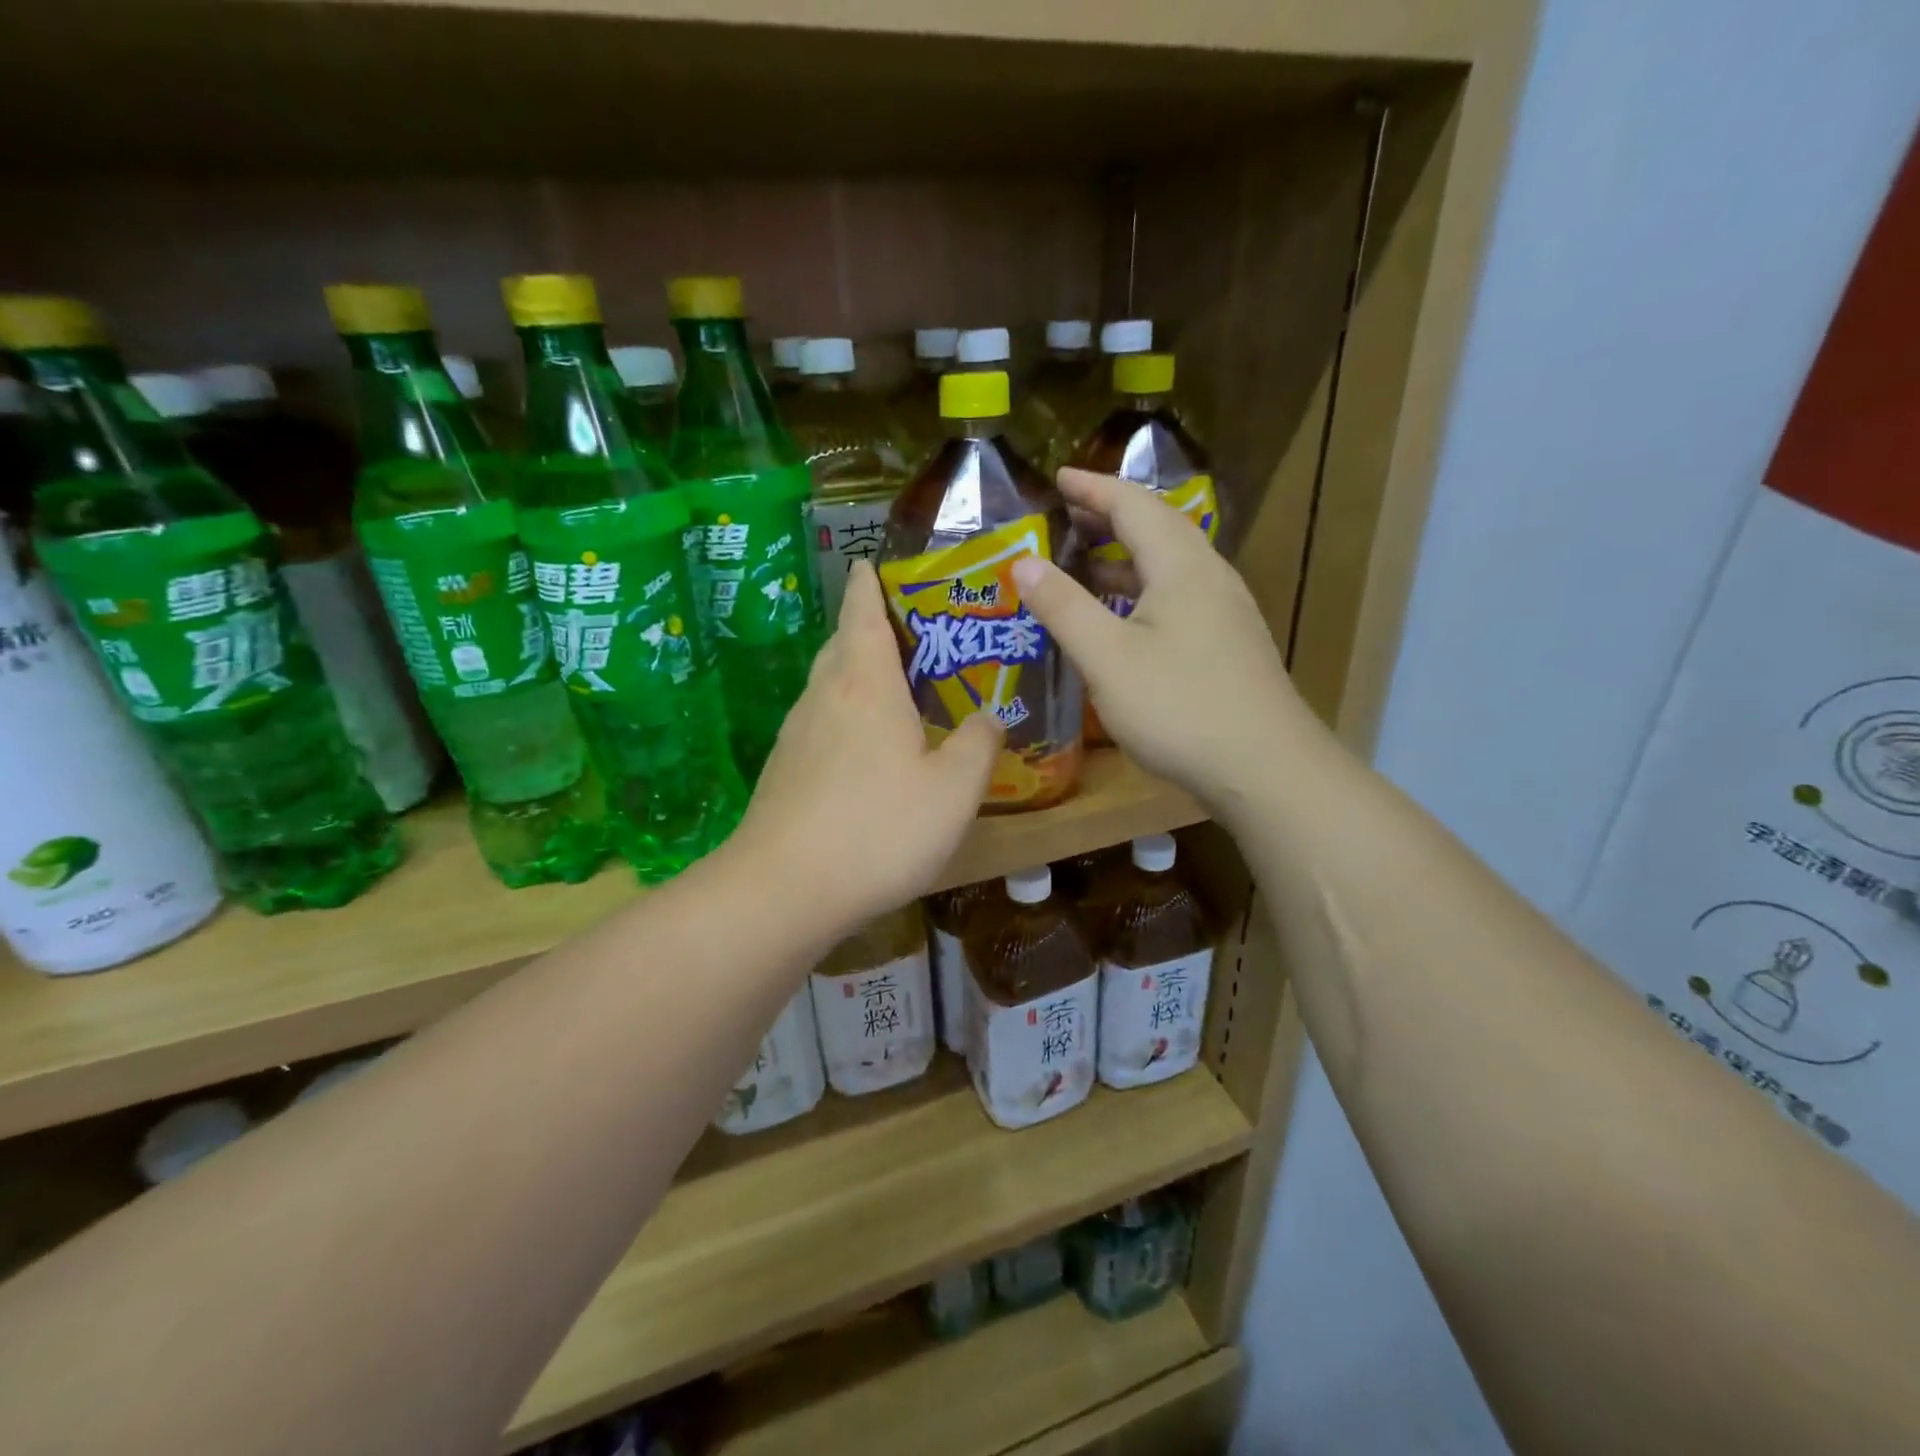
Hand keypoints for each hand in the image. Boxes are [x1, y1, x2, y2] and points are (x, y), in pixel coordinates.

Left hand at [729, 560, 1002, 927]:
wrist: (783, 890)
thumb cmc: (877, 828)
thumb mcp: (953, 790)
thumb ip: (978, 745)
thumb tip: (989, 716)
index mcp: (865, 683)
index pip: (862, 610)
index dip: (870, 583)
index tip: (874, 563)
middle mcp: (824, 696)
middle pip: (842, 643)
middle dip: (868, 627)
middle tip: (910, 631)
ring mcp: (796, 734)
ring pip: (828, 685)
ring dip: (856, 673)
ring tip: (894, 687)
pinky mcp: (783, 771)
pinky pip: (820, 722)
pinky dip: (844, 715)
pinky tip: (866, 748)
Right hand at [1012, 468, 1312, 812]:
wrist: (1264, 768)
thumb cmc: (1179, 707)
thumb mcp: (1107, 658)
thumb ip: (1064, 607)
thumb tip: (1024, 562)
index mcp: (1181, 566)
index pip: (1133, 505)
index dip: (1093, 488)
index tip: (1057, 477)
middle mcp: (1209, 576)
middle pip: (1158, 526)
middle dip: (1110, 514)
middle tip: (1068, 514)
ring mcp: (1225, 611)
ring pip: (1171, 563)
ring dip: (1127, 553)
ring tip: (1087, 559)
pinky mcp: (1229, 642)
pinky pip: (1180, 593)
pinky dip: (1143, 588)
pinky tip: (1125, 615)